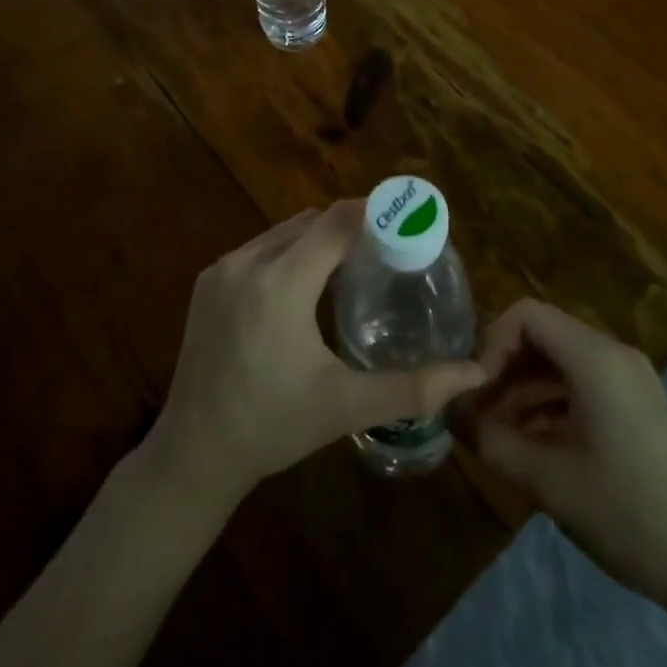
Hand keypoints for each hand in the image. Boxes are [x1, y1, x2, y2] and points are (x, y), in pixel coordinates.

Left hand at [145, 201, 486, 509]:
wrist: (192, 454)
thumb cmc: (274, 427)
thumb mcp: (346, 407)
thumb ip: (412, 387)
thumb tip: (474, 375)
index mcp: (281, 283)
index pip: (335, 222)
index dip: (373, 212)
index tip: (405, 215)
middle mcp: (248, 262)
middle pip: (311, 221)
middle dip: (350, 226)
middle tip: (386, 248)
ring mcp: (221, 269)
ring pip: (283, 232)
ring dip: (317, 239)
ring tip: (351, 264)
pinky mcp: (206, 281)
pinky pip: (258, 249)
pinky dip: (288, 252)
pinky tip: (304, 285)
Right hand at [465, 300, 666, 622]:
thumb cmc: (629, 514)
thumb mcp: (550, 482)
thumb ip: (492, 441)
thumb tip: (449, 412)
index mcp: (595, 358)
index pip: (526, 314)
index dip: (491, 343)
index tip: (476, 391)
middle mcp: (612, 355)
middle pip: (542, 336)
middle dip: (503, 369)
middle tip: (476, 413)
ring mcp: (629, 380)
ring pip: (559, 363)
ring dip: (523, 390)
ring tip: (495, 435)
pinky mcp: (637, 406)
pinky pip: (581, 385)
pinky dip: (550, 405)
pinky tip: (531, 446)